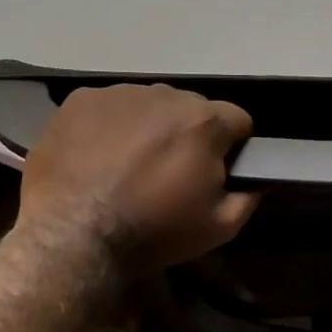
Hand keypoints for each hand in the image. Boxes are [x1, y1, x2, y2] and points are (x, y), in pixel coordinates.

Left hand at [10, 85, 257, 277]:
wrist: (74, 237)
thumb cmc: (155, 231)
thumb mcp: (220, 227)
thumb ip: (248, 197)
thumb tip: (256, 182)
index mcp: (204, 122)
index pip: (238, 120)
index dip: (233, 147)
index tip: (218, 171)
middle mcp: (164, 95)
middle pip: (192, 108)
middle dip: (189, 135)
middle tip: (171, 172)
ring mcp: (118, 94)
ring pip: (149, 105)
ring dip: (150, 127)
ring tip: (131, 164)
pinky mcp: (79, 102)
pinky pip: (109, 107)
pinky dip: (110, 126)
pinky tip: (99, 157)